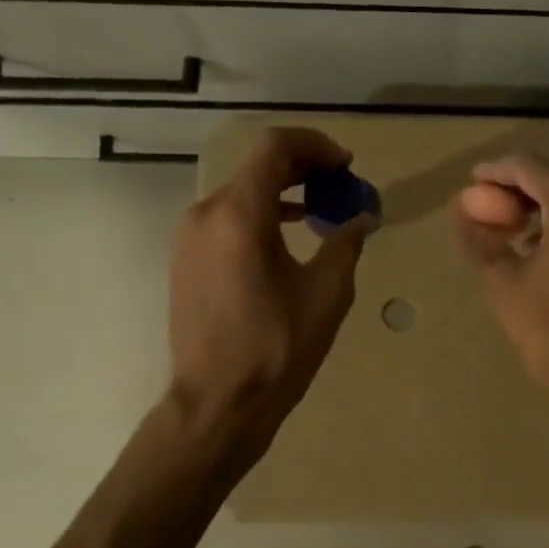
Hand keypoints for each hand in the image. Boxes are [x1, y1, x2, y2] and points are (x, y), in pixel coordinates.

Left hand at [168, 127, 372, 450]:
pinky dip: (262, 214)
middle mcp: (206, 214)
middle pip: (256, 167)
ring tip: (322, 208)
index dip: (316, 145)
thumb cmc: (277, 347)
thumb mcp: (327, 293)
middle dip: (304, 167)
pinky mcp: (187, 260)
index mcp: (239, 215)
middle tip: (342, 184)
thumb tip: (361, 217)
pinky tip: (290, 234)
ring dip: (283, 191)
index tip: (346, 165)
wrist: (218, 402)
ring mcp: (190, 237)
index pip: (275, 148)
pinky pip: (228, 219)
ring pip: (241, 192)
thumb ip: (346, 243)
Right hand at [454, 154, 548, 410]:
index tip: (472, 182)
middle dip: (520, 189)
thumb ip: (481, 238)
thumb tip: (463, 210)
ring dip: (545, 207)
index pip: (530, 168)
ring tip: (513, 228)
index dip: (496, 171)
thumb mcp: (504, 282)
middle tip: (489, 206)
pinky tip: (546, 247)